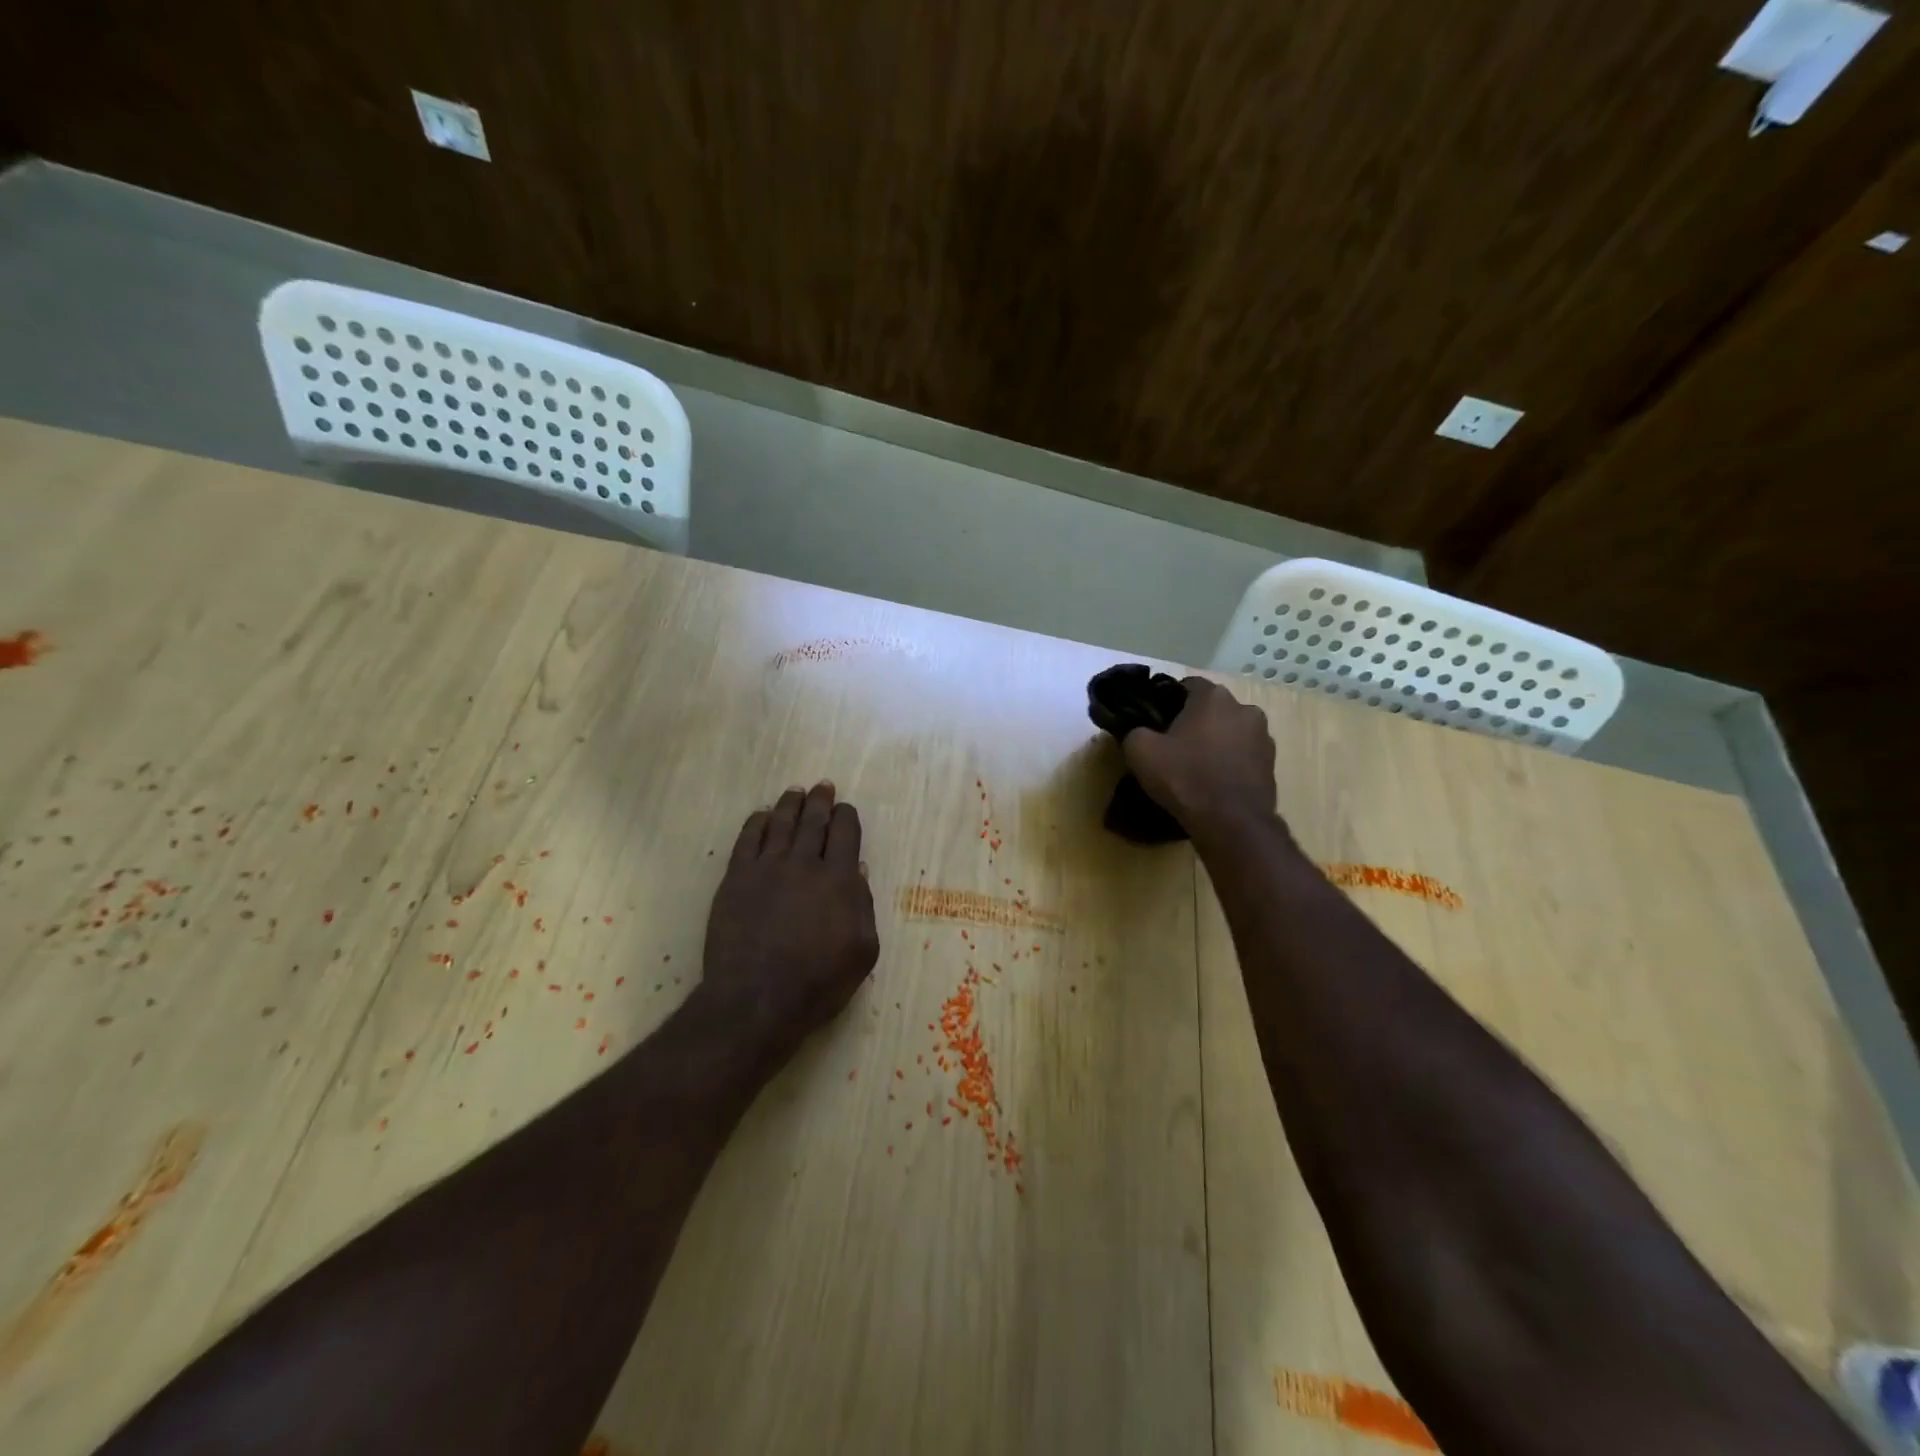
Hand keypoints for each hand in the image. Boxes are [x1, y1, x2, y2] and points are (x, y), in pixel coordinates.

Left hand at [700, 782, 879, 1066]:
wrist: (757, 999)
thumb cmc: (819, 982)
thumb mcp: (863, 951)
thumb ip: (863, 907)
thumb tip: (859, 872)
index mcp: (840, 879)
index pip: (846, 832)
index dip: (847, 816)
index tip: (845, 810)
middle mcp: (805, 863)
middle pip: (814, 820)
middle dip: (821, 801)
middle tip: (822, 786)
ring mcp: (767, 868)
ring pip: (781, 823)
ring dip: (791, 804)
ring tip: (796, 792)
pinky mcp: (737, 879)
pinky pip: (748, 839)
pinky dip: (757, 822)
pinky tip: (762, 815)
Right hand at [1122, 677, 1276, 831]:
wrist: (1231, 823)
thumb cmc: (1185, 778)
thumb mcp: (1140, 752)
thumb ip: (1135, 731)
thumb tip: (1139, 731)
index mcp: (1213, 697)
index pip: (1187, 685)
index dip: (1168, 701)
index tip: (1156, 721)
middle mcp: (1244, 708)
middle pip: (1211, 709)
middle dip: (1194, 722)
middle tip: (1173, 745)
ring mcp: (1263, 736)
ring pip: (1229, 731)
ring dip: (1215, 742)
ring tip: (1196, 766)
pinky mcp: (1271, 764)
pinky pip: (1243, 755)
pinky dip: (1229, 762)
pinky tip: (1214, 781)